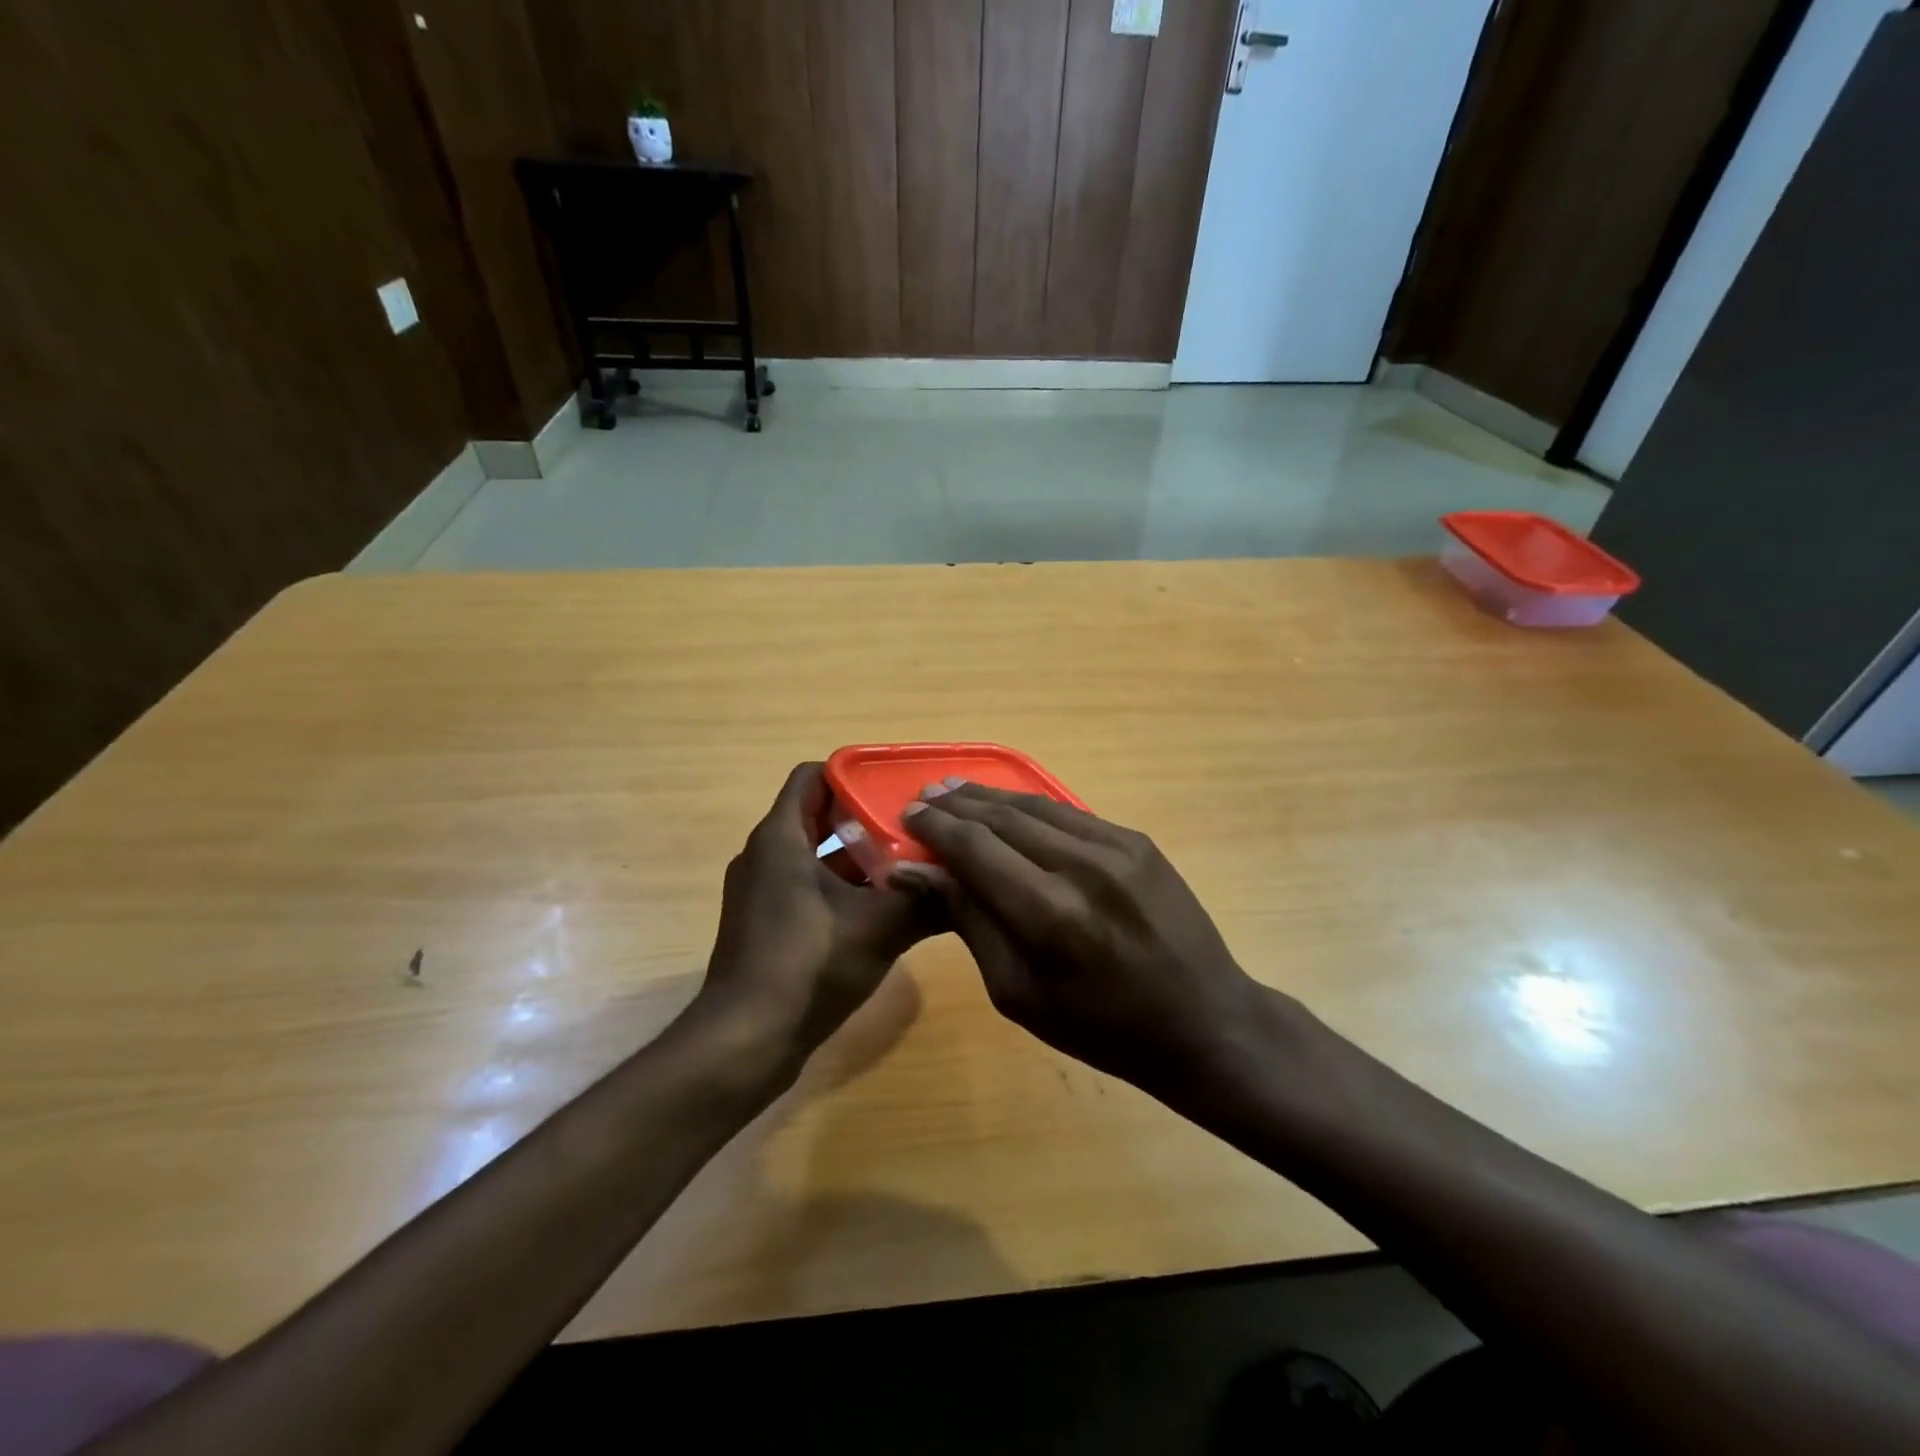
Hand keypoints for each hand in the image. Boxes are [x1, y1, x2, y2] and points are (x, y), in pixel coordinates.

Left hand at [697, 763, 942, 1071]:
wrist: (745, 1042)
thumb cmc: (807, 966)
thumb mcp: (878, 928)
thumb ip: (925, 898)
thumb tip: (968, 879)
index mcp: (781, 838)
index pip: (813, 776)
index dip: (854, 773)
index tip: (896, 785)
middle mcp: (765, 856)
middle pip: (819, 814)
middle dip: (867, 817)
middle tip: (915, 823)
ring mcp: (763, 892)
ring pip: (817, 855)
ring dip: (860, 857)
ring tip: (910, 861)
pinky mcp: (768, 924)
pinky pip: (809, 887)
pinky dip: (843, 887)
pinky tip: (885, 907)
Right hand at [892, 783, 1263, 1094]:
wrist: (1203, 1022)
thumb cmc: (1100, 1027)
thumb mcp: (1018, 993)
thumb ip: (969, 921)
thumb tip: (916, 871)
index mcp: (1048, 914)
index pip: (974, 847)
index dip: (935, 827)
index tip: (907, 815)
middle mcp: (1081, 866)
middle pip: (1002, 818)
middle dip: (957, 804)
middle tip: (925, 797)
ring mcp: (1117, 847)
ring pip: (1036, 806)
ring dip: (992, 797)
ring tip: (957, 791)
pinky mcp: (1138, 841)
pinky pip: (1071, 814)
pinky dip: (1032, 807)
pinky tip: (1011, 806)